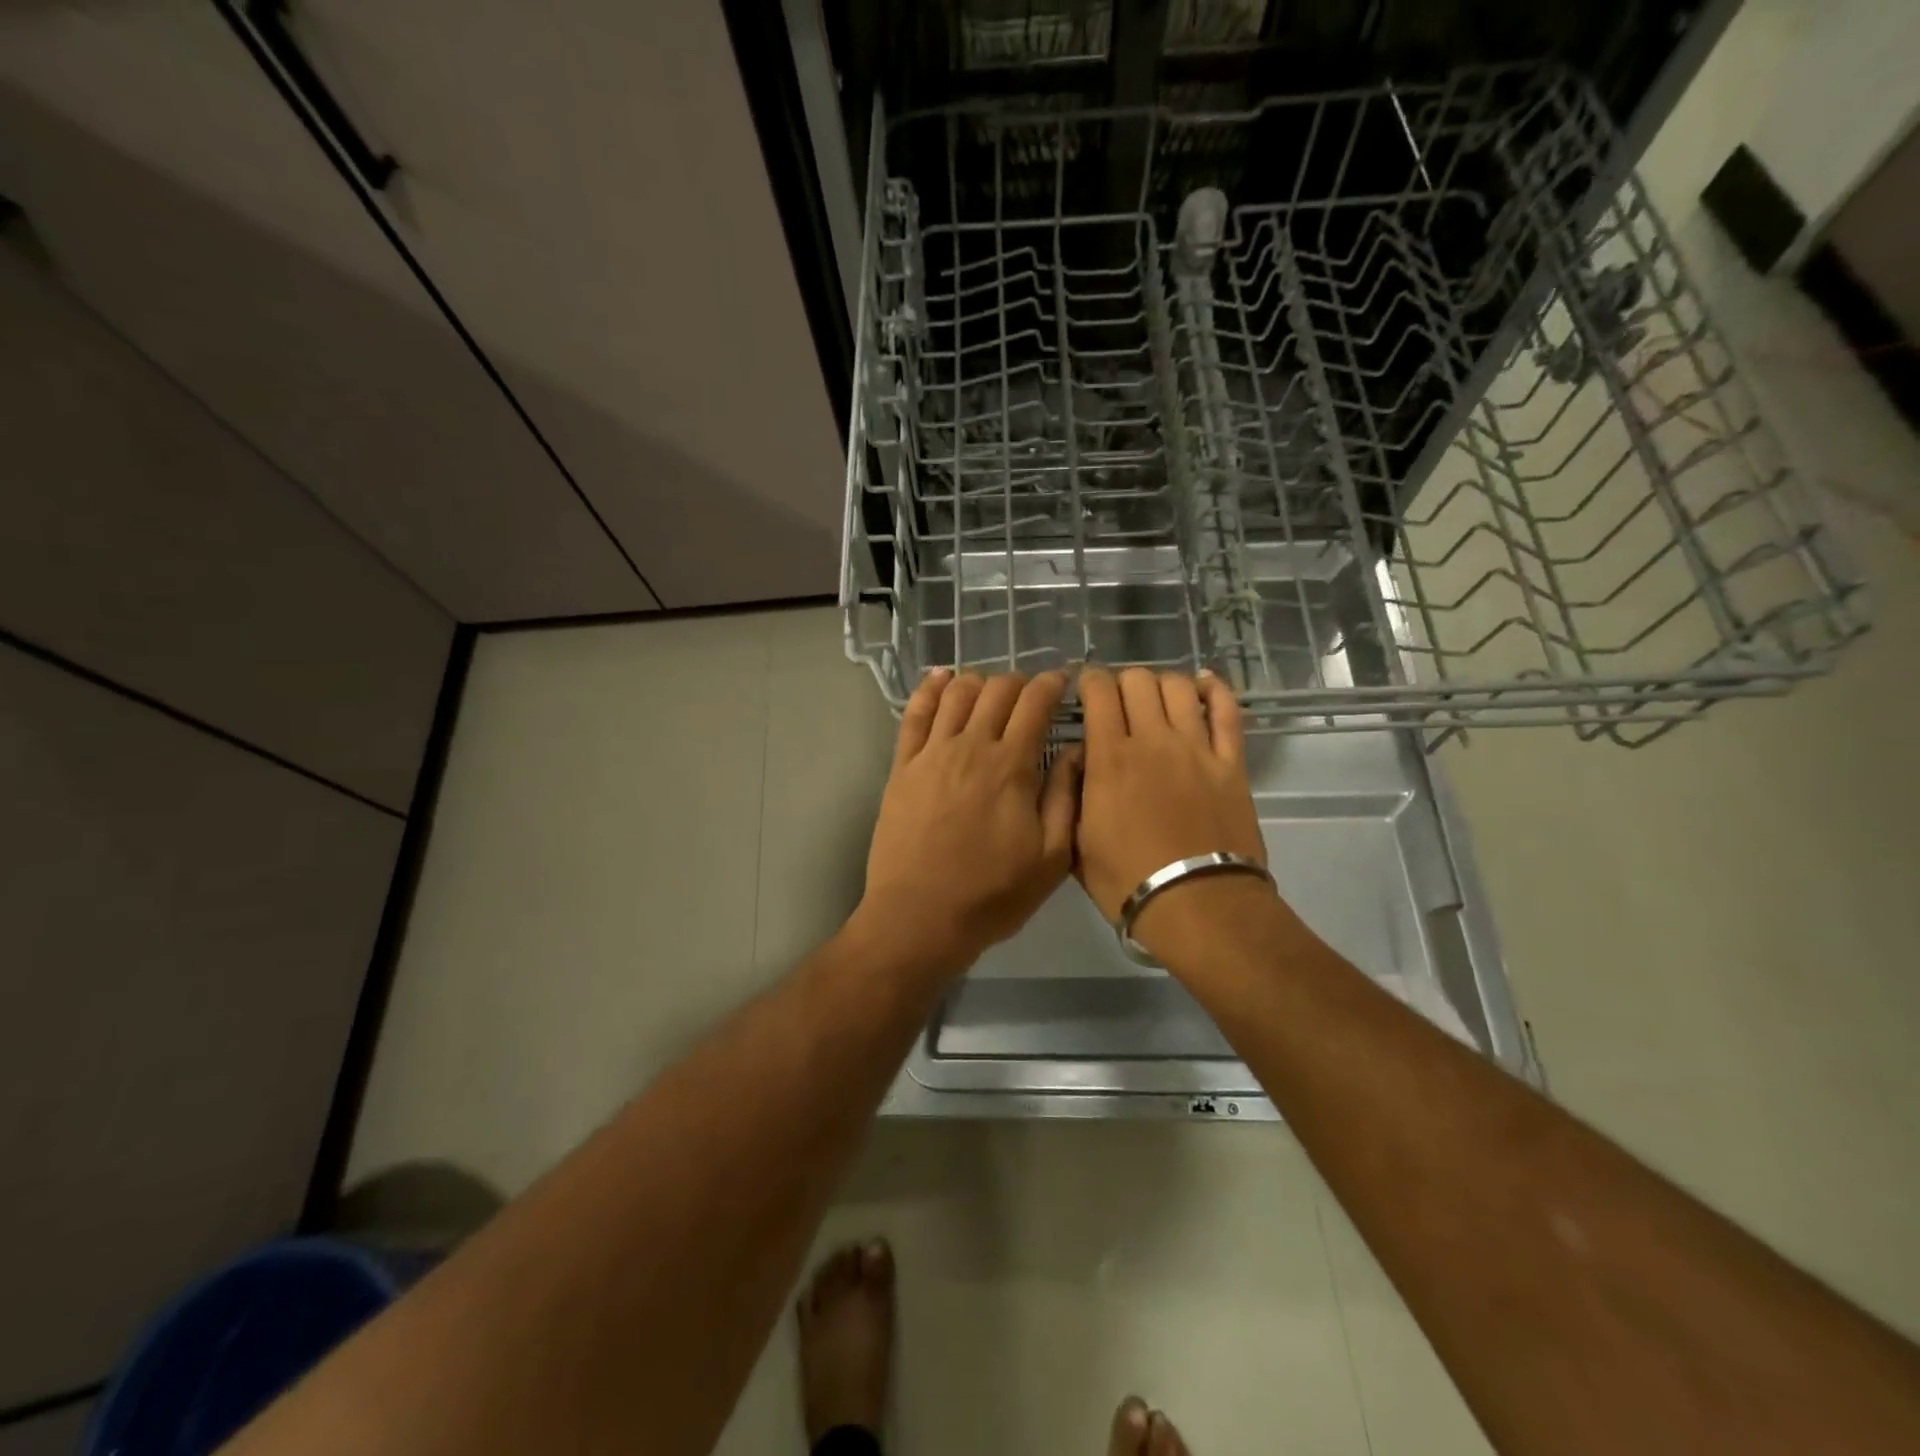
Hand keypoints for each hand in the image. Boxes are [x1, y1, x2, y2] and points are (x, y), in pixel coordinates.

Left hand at [858, 669, 1081, 974]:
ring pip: (957, 694)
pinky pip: (914, 714)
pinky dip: (930, 689)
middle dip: (1020, 682)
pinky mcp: (902, 767)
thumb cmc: (991, 894)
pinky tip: (941, 678)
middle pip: (997, 690)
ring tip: (991, 690)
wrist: (919, 916)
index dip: (1052, 683)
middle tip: (1031, 695)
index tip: (1063, 680)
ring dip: (979, 681)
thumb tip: (1078, 748)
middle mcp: (971, 746)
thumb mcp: (1051, 858)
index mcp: (1012, 766)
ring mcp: (932, 753)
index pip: (1035, 703)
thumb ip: (1066, 797)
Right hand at [1074, 667, 1274, 959]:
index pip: (1098, 691)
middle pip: (1138, 680)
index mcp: (1109, 758)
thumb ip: (1071, 794)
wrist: (1197, 905)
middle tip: (1118, 703)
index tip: (1085, 691)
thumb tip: (1079, 759)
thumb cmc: (1127, 880)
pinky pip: (1227, 710)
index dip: (1089, 681)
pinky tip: (1203, 685)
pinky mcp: (1231, 762)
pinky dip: (1214, 689)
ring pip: (1179, 687)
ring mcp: (1197, 748)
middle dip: (1122, 682)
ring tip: (1155, 700)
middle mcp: (1153, 740)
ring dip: (1162, 684)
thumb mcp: (1076, 843)